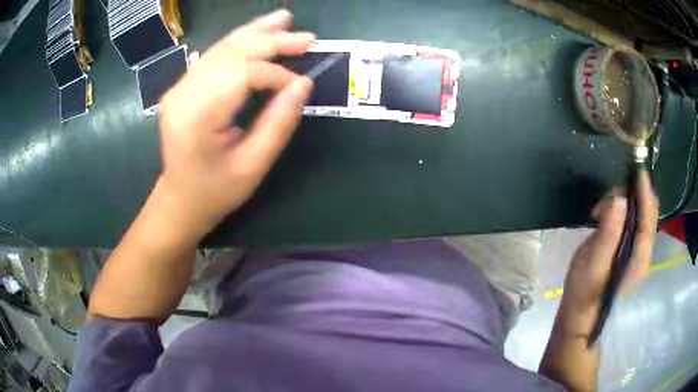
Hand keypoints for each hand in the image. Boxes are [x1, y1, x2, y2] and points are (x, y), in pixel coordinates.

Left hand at [156, 10, 314, 236]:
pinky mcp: (182, 86)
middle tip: (307, 38)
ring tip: (284, 19)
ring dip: (256, 33)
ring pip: (222, 48)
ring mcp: (179, 87)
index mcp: (197, 117)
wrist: (179, 199)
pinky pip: (214, 56)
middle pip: (232, 53)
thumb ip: (278, 123)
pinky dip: (240, 42)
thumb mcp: (253, 166)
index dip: (276, 74)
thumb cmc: (215, 191)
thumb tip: (304, 83)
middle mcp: (183, 94)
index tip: (299, 87)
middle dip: (271, 41)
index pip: (242, 75)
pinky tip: (258, 33)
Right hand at [560, 169, 658, 335]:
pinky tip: (606, 216)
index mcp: (639, 258)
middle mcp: (644, 253)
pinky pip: (633, 222)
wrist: (581, 313)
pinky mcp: (631, 250)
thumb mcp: (593, 262)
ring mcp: (639, 252)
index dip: (644, 191)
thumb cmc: (585, 291)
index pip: (648, 217)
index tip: (637, 170)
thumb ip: (609, 232)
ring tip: (601, 210)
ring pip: (640, 215)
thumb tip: (619, 199)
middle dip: (633, 195)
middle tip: (609, 195)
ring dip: (624, 203)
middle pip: (647, 213)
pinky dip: (622, 211)